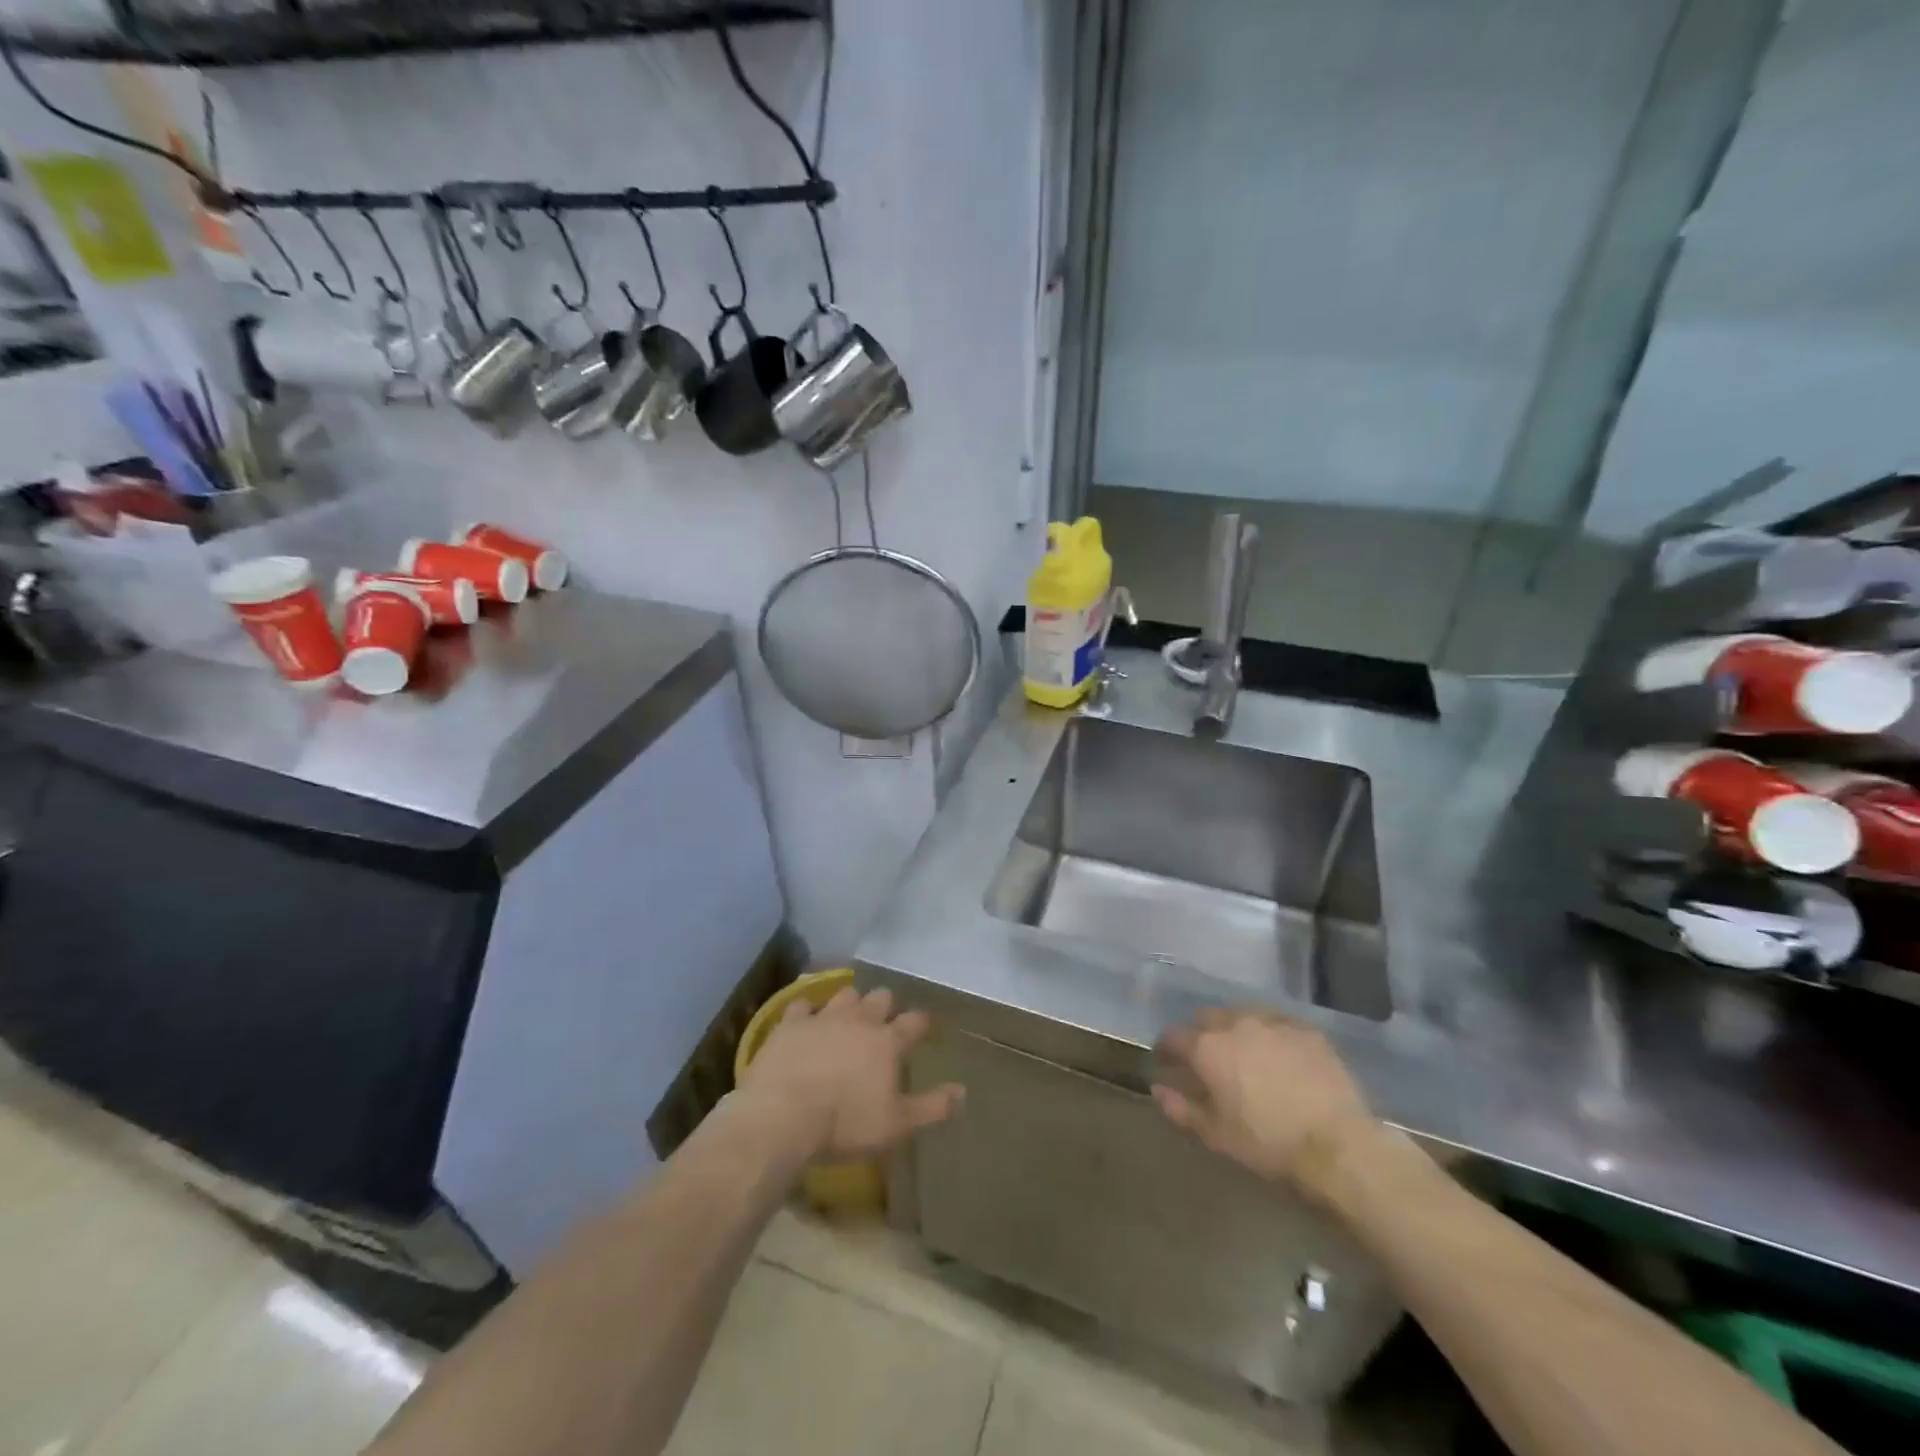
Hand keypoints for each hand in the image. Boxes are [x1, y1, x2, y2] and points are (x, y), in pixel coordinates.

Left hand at [738, 986, 963, 1161]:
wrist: (782, 1115)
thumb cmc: (845, 1124)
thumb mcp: (896, 1125)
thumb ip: (932, 1106)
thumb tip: (963, 1091)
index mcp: (888, 1042)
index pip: (914, 1022)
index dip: (921, 1022)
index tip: (925, 1025)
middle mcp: (859, 1020)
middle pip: (880, 998)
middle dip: (885, 1004)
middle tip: (883, 1018)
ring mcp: (823, 1017)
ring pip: (845, 994)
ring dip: (850, 1002)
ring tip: (848, 1014)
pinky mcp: (791, 1023)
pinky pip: (802, 1005)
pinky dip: (807, 1011)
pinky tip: (805, 1019)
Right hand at [1153, 1009, 1375, 1193]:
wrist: (1338, 1145)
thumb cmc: (1268, 1143)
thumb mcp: (1216, 1135)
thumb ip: (1180, 1108)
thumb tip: (1158, 1088)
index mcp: (1207, 1047)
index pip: (1172, 1036)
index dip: (1166, 1049)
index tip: (1167, 1063)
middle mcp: (1235, 1023)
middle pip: (1206, 1018)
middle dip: (1201, 1034)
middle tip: (1209, 1061)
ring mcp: (1272, 1021)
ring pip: (1242, 1015)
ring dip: (1235, 1030)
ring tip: (1245, 1055)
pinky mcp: (1305, 1028)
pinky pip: (1277, 1023)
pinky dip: (1269, 1035)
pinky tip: (1279, 1056)